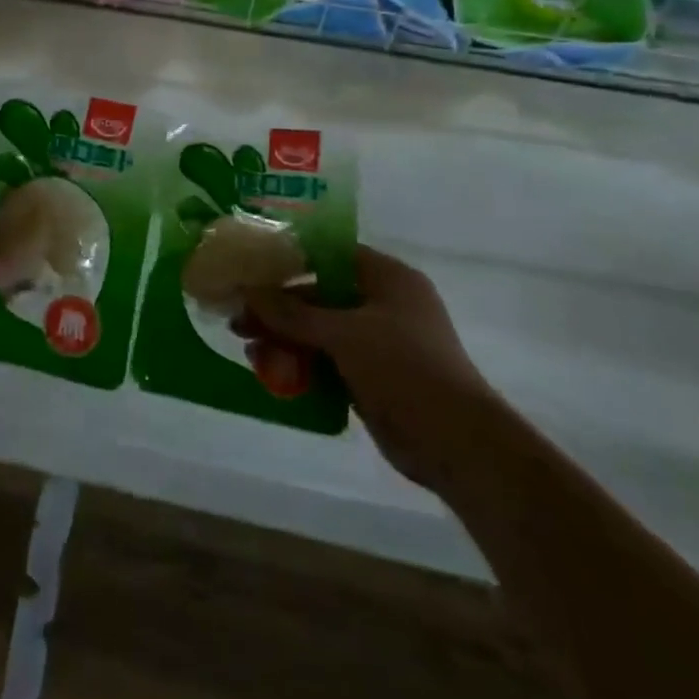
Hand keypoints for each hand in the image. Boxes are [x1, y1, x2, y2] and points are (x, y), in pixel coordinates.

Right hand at [248, 248, 503, 490]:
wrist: (458, 444)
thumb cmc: (404, 368)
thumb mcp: (343, 333)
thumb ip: (292, 313)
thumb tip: (246, 292)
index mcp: (387, 277)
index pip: (329, 254)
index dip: (290, 259)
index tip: (252, 269)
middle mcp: (384, 304)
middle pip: (320, 295)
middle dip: (280, 307)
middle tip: (240, 317)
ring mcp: (379, 343)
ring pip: (320, 330)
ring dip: (286, 338)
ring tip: (249, 348)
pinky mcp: (373, 377)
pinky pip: (328, 361)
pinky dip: (302, 364)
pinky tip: (271, 373)